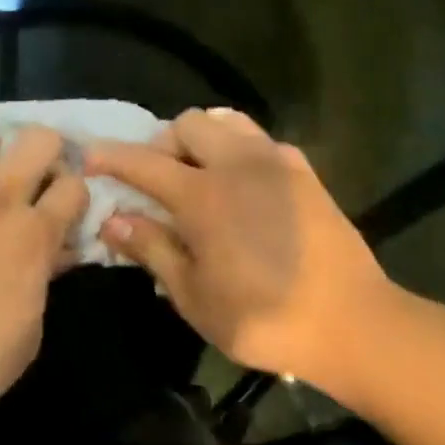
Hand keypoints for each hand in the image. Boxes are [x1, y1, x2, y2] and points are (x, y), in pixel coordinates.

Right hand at [84, 108, 396, 385]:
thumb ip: (152, 250)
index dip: (111, 157)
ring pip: (226, 121)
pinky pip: (260, 140)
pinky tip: (241, 184)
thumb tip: (113, 220)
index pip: (143, 162)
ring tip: (198, 174)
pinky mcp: (304, 172)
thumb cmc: (263, 318)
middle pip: (187, 123)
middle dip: (162, 143)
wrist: (354, 324)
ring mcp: (276, 163)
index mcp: (203, 196)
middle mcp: (237, 165)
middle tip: (158, 180)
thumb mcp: (194, 296)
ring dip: (202, 139)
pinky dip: (238, 149)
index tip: (89, 158)